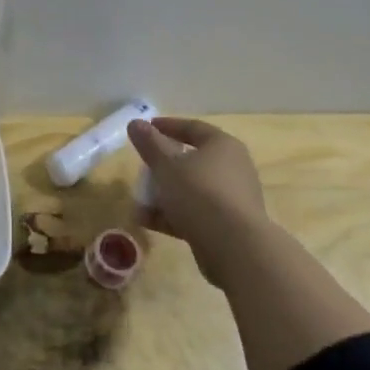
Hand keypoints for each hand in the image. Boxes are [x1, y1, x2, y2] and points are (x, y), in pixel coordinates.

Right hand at [128, 117, 272, 287]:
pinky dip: (172, 215)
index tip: (146, 128)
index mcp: (222, 146)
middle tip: (143, 166)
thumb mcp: (167, 165)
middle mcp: (233, 168)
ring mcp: (232, 198)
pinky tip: (147, 221)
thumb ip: (150, 144)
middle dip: (164, 165)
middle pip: (193, 160)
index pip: (193, 128)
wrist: (234, 246)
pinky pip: (195, 213)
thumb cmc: (199, 193)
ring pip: (192, 189)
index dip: (167, 126)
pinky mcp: (227, 225)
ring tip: (139, 200)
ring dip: (165, 193)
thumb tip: (135, 123)